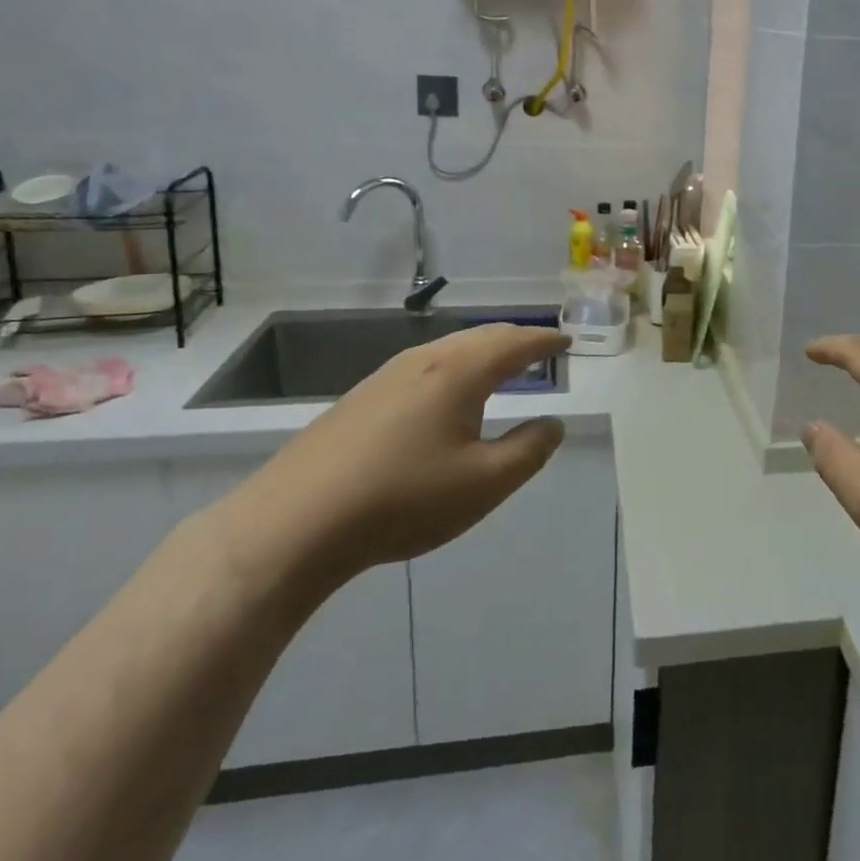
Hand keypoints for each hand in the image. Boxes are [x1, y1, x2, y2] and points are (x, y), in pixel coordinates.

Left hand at [219, 323, 571, 594]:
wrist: (294, 523)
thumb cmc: (403, 498)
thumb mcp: (484, 483)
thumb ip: (529, 450)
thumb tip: (553, 424)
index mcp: (460, 372)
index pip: (515, 344)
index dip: (545, 342)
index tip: (566, 341)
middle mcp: (424, 361)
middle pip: (481, 337)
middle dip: (515, 340)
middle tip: (540, 348)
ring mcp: (385, 377)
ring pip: (449, 349)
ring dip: (482, 351)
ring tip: (500, 365)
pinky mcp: (359, 399)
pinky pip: (424, 367)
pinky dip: (454, 367)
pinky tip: (445, 394)